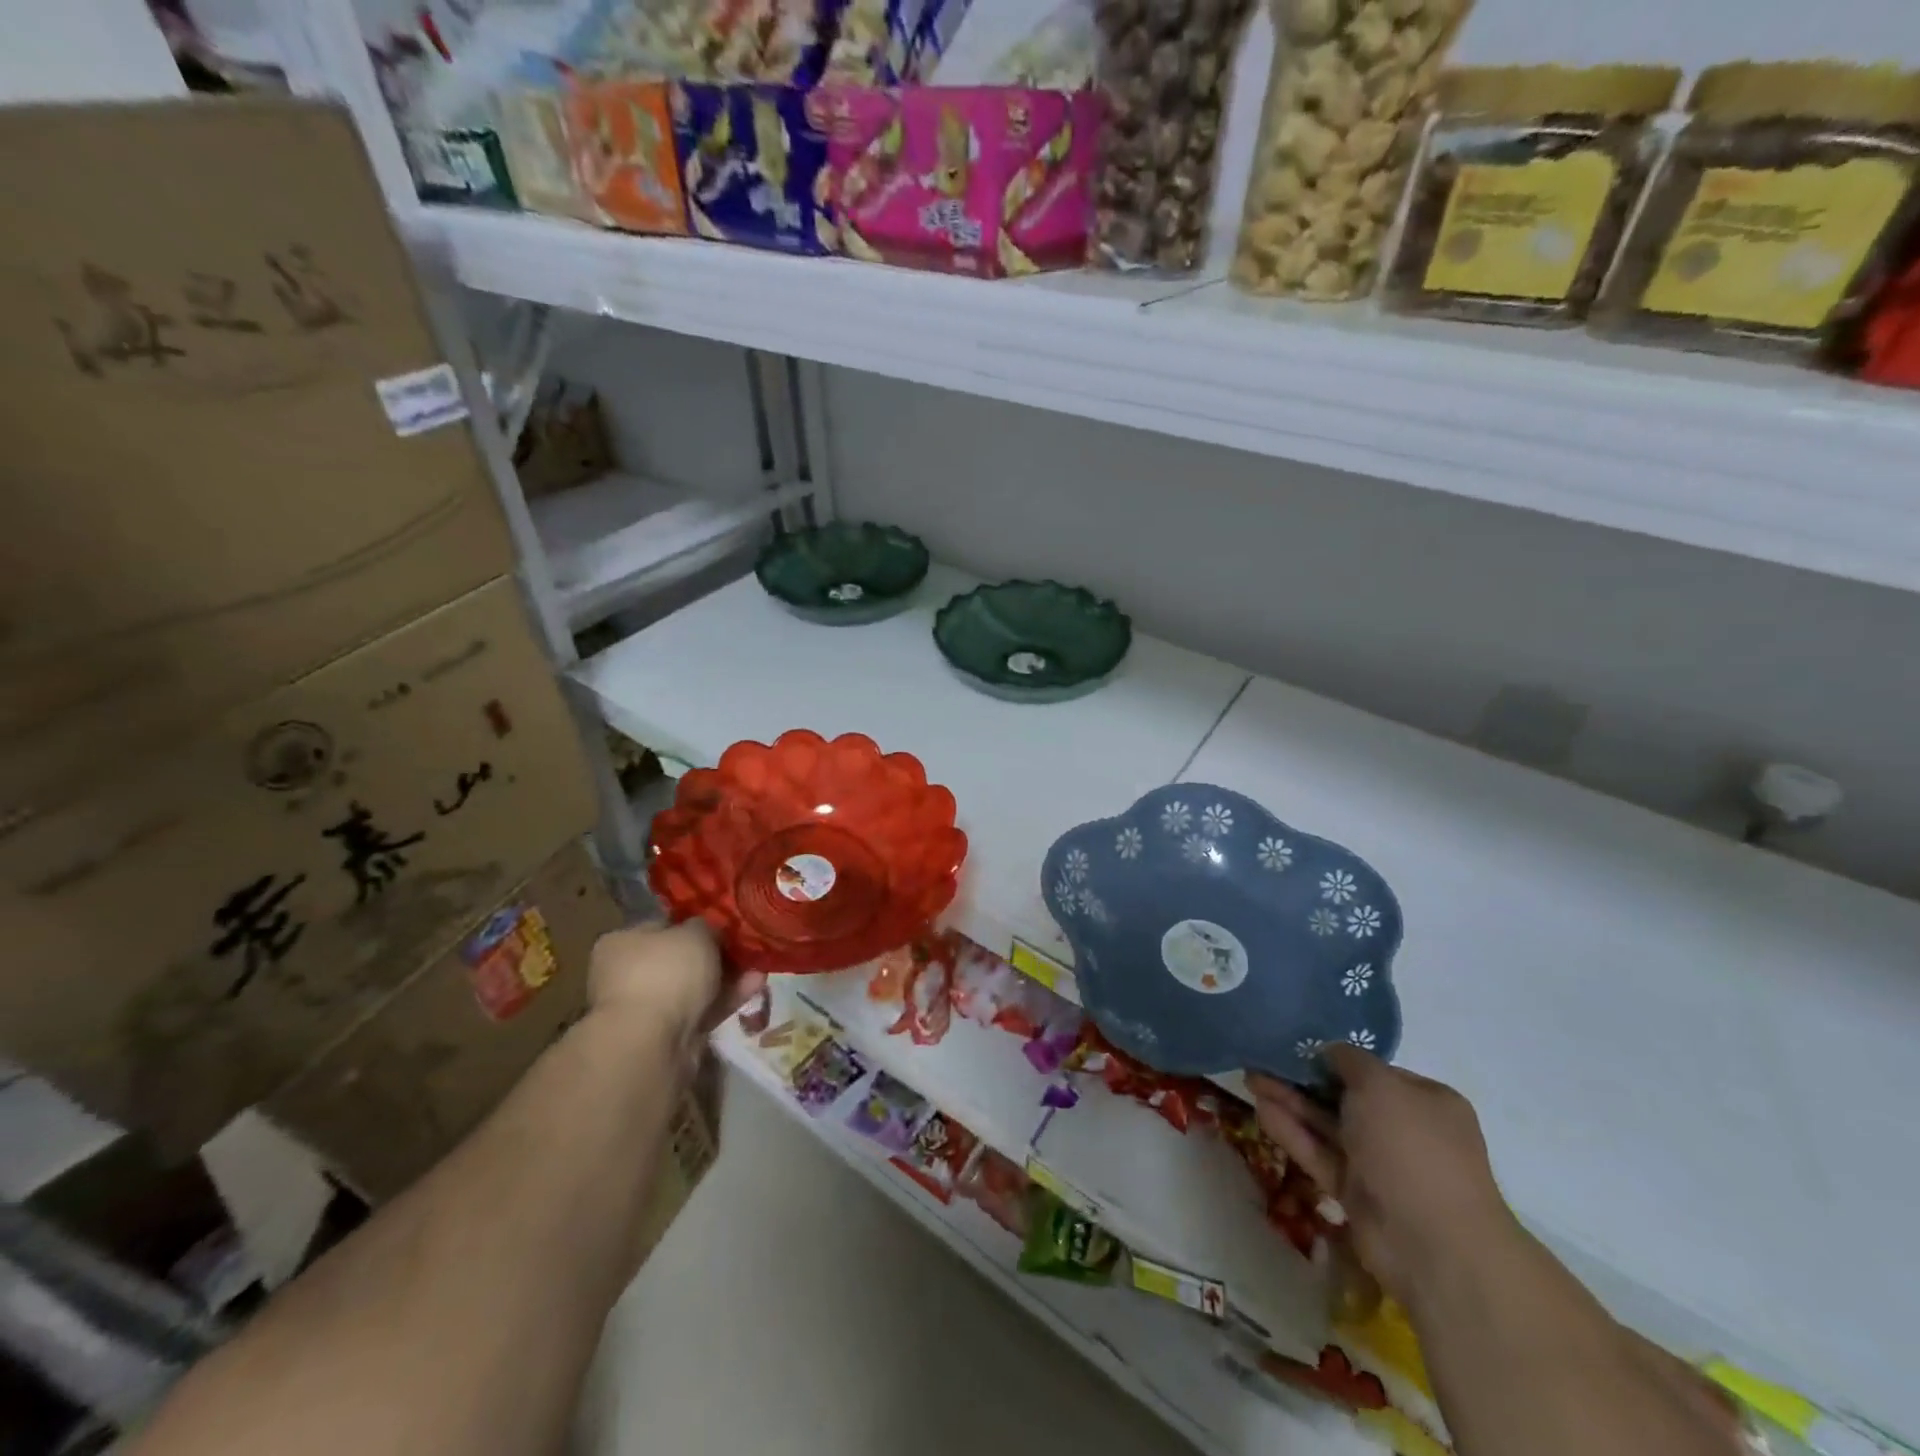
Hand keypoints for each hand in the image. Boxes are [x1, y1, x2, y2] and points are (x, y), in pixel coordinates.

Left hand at [587, 920, 765, 1054]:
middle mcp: (628, 974)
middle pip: (680, 959)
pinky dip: (727, 998)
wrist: (651, 1043)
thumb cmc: (666, 973)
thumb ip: (706, 926)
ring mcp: (647, 1008)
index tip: (724, 924)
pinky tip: (755, 985)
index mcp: (621, 943)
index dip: (695, 923)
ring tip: (760, 966)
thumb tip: (709, 930)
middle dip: (716, 954)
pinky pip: (702, 1010)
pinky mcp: (668, 1035)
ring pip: (694, 986)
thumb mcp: (695, 932)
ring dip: (727, 976)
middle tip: (746, 947)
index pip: (662, 926)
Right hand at [1250, 1046, 1512, 1307]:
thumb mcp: (1379, 1084)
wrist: (1432, 1245)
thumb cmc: (1410, 1147)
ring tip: (1250, 1080)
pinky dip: (1294, 1133)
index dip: (1335, 1057)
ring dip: (1291, 1103)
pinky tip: (1261, 1111)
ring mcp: (1380, 1164)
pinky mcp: (1357, 1194)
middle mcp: (1405, 1130)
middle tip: (1261, 1061)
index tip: (1296, 1046)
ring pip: (1328, 1125)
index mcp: (1426, 1102)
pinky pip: (1321, 1155)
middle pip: (1345, 1097)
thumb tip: (1329, 1051)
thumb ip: (1349, 1059)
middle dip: (1303, 1079)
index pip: (1374, 1071)